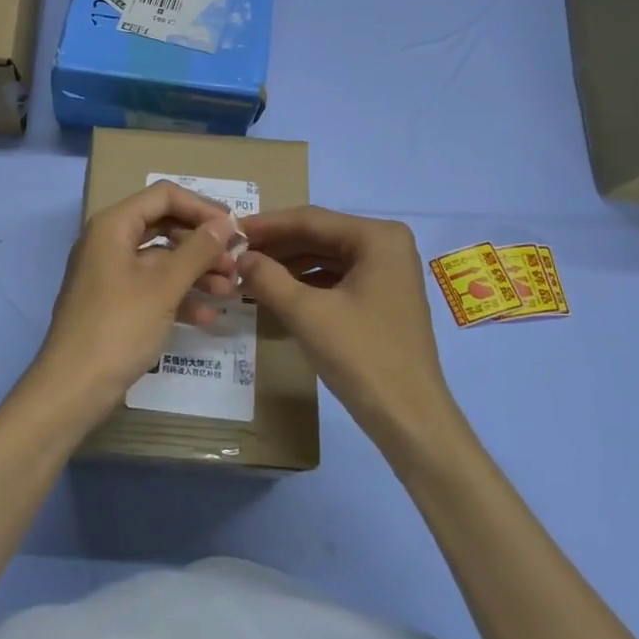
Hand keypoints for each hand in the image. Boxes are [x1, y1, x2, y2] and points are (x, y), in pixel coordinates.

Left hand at [26, 182, 240, 427]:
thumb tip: (226, 223)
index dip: (202, 208)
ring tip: (231, 291)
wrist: (72, 388)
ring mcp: (110, 274)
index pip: (164, 196)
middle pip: (164, 226)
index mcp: (113, 225)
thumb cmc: (118, 328)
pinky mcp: (114, 303)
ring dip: (197, 272)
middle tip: (237, 263)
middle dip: (203, 243)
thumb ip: (197, 250)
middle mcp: (109, 241)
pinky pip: (152, 288)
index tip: (235, 230)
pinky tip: (209, 317)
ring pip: (161, 260)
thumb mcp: (163, 287)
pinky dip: (179, 297)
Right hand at [237, 206, 457, 443]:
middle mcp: (387, 244)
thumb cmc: (361, 356)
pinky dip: (306, 281)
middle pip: (319, 235)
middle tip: (234, 252)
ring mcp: (388, 271)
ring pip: (326, 256)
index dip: (266, 225)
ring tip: (249, 271)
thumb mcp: (306, 313)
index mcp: (377, 237)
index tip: (229, 230)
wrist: (409, 418)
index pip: (310, 220)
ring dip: (288, 263)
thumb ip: (268, 277)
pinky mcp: (383, 296)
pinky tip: (278, 290)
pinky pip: (337, 276)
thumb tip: (239, 256)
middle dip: (276, 245)